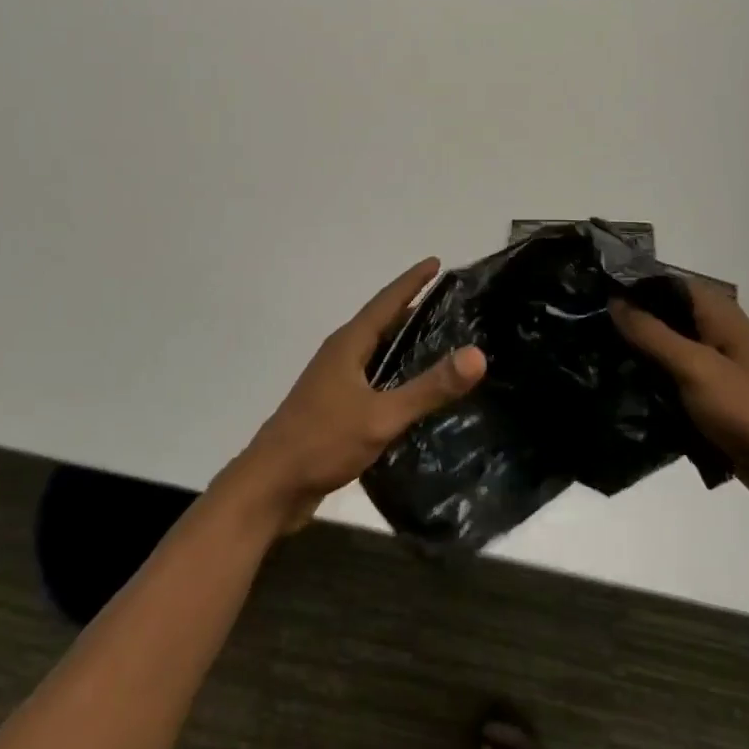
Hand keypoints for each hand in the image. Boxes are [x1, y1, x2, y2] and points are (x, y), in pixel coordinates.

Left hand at [223, 258, 486, 535]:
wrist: (271, 486)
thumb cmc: (323, 442)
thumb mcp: (381, 416)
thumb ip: (428, 388)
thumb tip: (477, 354)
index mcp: (348, 345)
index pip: (386, 302)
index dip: (412, 281)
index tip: (436, 262)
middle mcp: (340, 355)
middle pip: (380, 322)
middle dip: (411, 307)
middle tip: (448, 302)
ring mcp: (334, 382)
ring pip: (375, 351)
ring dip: (402, 341)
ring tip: (438, 340)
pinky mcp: (333, 408)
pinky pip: (371, 378)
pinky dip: (394, 373)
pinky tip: (411, 391)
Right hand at [611, 280, 748, 517]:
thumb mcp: (696, 367)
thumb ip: (653, 334)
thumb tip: (614, 300)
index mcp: (719, 316)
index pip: (668, 283)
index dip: (633, 284)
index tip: (591, 290)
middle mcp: (716, 335)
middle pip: (664, 317)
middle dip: (628, 321)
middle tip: (582, 327)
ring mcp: (715, 370)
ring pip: (665, 352)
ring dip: (636, 356)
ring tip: (589, 357)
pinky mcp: (712, 402)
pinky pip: (672, 384)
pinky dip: (650, 385)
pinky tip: (617, 391)